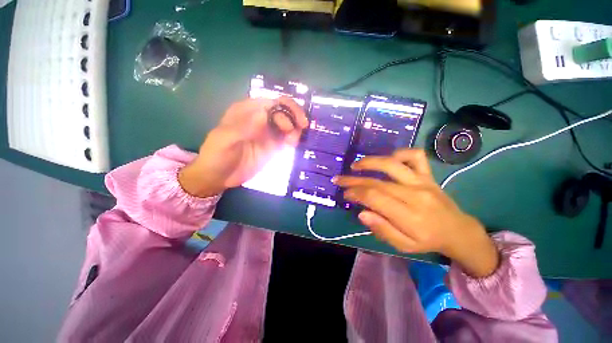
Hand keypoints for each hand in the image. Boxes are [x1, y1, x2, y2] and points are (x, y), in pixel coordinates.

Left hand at [179, 97, 307, 197]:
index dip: (284, 110)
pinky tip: (292, 146)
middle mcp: (260, 118)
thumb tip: (265, 115)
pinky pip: (287, 138)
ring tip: (293, 142)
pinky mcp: (272, 146)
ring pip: (288, 124)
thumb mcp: (225, 140)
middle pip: (283, 111)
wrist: (219, 176)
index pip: (271, 102)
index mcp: (247, 111)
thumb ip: (243, 127)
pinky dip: (293, 139)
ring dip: (295, 129)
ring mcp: (268, 132)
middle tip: (302, 128)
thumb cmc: (217, 155)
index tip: (289, 127)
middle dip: (294, 117)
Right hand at [333, 149, 498, 277]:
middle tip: (339, 180)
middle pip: (378, 182)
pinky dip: (400, 153)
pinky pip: (415, 156)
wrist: (458, 231)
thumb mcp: (403, 246)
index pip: (374, 198)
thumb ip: (382, 230)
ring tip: (355, 165)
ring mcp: (422, 181)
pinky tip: (388, 159)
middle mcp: (414, 194)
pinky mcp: (428, 174)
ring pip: (392, 164)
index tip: (344, 194)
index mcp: (409, 216)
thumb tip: (361, 213)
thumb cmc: (427, 240)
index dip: (355, 193)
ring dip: (370, 162)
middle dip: (353, 180)